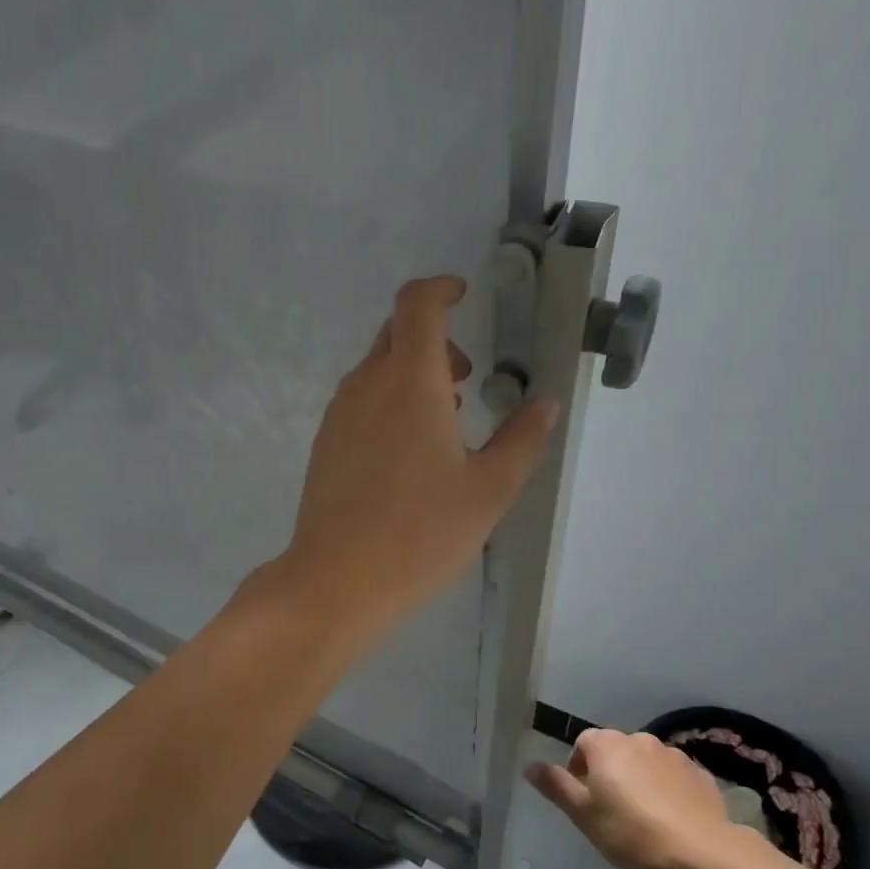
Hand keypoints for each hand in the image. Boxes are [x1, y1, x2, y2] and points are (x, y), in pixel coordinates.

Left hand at [274, 275, 557, 639]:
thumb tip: (545, 403)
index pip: (417, 303)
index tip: (464, 295)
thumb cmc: (421, 534)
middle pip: (396, 332)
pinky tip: (407, 451)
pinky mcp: (325, 442)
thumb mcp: (489, 489)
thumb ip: (522, 439)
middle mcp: (367, 385)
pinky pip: (360, 399)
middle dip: (434, 339)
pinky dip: (388, 400)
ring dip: (411, 373)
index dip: (441, 288)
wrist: (337, 580)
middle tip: (464, 379)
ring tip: (443, 421)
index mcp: (409, 382)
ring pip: (376, 367)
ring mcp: (339, 413)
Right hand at [526, 729, 739, 868]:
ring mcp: (672, 754)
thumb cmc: (631, 831)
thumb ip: (555, 786)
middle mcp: (638, 739)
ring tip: (644, 817)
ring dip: (639, 780)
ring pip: (644, 763)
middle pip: (614, 751)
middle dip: (610, 774)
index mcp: (606, 744)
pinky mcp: (699, 773)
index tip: (586, 801)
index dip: (579, 770)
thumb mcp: (583, 814)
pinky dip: (667, 790)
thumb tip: (529, 765)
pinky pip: (672, 776)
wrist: (701, 851)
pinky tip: (671, 818)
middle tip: (611, 811)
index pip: (582, 744)